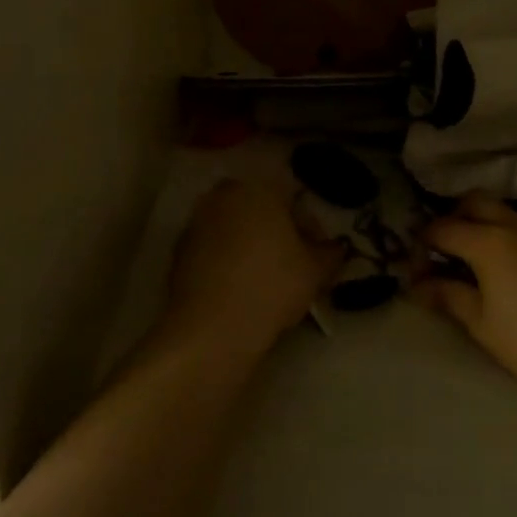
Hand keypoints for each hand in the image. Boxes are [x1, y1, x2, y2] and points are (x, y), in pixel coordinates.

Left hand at [163, 179, 341, 360]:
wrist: (212, 328)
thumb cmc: (271, 287)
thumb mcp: (316, 271)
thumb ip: (331, 252)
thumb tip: (336, 247)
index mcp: (258, 189)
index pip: (292, 196)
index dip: (309, 225)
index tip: (317, 251)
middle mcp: (223, 195)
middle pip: (259, 208)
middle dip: (277, 229)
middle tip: (292, 262)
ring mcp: (196, 221)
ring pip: (234, 226)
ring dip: (250, 243)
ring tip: (265, 276)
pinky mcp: (179, 250)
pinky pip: (213, 247)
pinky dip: (226, 258)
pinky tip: (238, 286)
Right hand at [413, 192, 516, 404]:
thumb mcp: (481, 323)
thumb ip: (447, 296)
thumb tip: (418, 286)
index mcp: (486, 241)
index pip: (441, 228)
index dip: (421, 245)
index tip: (415, 269)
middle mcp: (512, 226)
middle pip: (473, 202)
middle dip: (451, 218)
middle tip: (444, 251)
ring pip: (501, 211)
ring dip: (480, 224)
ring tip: (473, 260)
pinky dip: (504, 234)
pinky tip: (507, 268)